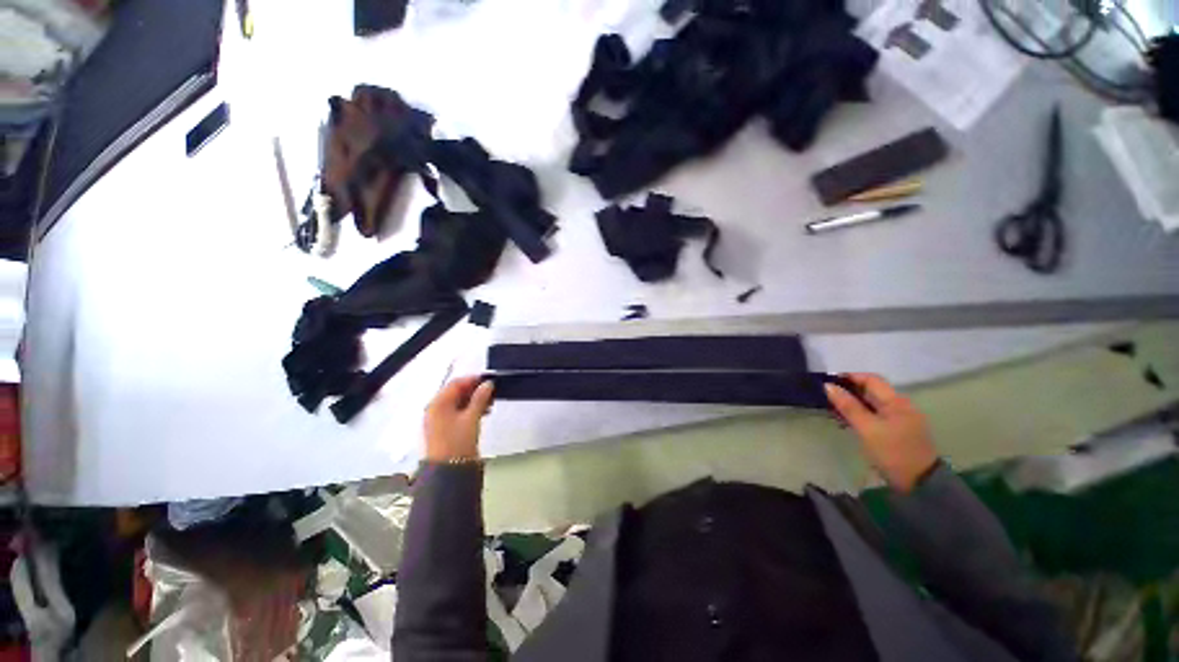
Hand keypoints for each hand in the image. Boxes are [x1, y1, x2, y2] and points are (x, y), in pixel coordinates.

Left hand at [423, 377, 494, 462]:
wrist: (449, 471)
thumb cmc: (458, 441)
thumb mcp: (471, 417)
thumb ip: (480, 398)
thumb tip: (488, 384)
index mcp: (438, 403)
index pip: (456, 383)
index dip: (473, 380)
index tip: (489, 380)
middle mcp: (436, 408)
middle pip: (456, 392)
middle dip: (474, 390)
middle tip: (492, 391)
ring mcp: (439, 419)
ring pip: (458, 402)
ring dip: (474, 400)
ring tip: (490, 403)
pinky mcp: (445, 428)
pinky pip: (458, 412)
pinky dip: (470, 409)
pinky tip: (483, 412)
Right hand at [826, 373, 937, 492]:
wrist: (921, 484)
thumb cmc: (893, 452)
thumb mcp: (867, 429)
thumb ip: (848, 406)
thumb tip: (828, 386)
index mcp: (896, 401)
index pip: (871, 379)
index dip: (850, 377)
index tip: (828, 383)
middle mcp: (901, 406)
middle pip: (872, 390)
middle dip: (849, 391)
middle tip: (827, 397)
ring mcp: (902, 419)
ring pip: (873, 403)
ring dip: (854, 403)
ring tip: (834, 410)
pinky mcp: (899, 431)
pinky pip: (877, 415)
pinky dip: (862, 414)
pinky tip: (849, 422)